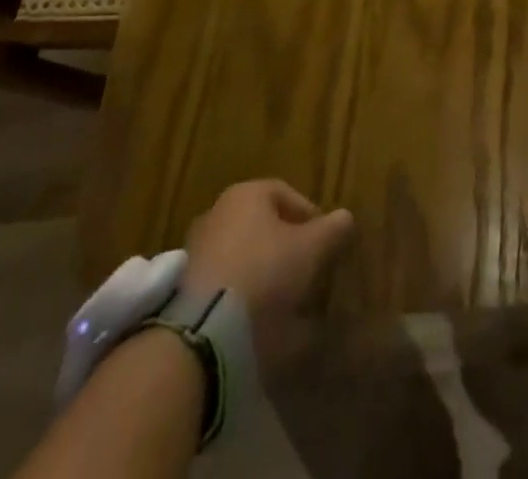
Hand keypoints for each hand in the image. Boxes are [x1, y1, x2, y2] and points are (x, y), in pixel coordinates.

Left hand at [183, 180, 353, 341]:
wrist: (202, 333)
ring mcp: (195, 253)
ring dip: (263, 275)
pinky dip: (241, 299)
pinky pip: (223, 287)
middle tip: (305, 272)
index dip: (310, 217)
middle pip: (262, 226)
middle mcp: (217, 214)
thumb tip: (345, 218)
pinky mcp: (181, 293)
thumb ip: (333, 229)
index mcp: (246, 194)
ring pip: (242, 257)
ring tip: (284, 304)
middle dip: (285, 247)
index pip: (286, 194)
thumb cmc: (264, 272)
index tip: (325, 244)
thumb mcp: (311, 248)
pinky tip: (257, 323)